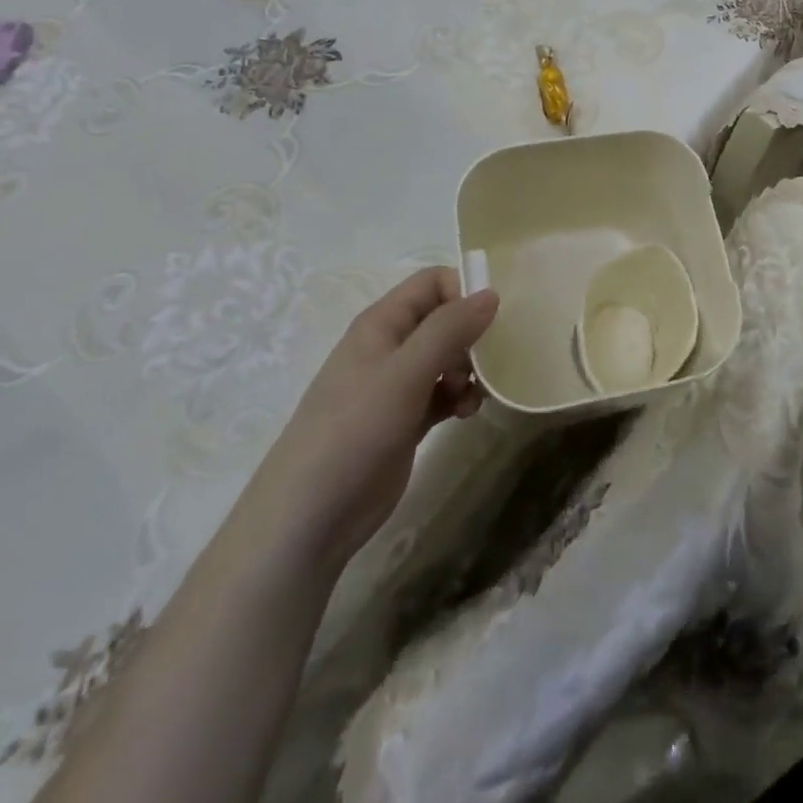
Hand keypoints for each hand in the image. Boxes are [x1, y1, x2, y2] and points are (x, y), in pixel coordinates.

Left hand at [231, 268, 497, 574]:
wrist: (308, 519)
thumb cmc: (354, 431)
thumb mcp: (405, 373)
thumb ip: (449, 329)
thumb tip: (491, 293)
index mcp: (382, 324)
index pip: (432, 283)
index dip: (464, 291)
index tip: (493, 319)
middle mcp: (390, 347)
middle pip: (444, 319)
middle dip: (473, 335)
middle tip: (490, 361)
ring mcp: (396, 386)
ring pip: (447, 358)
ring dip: (470, 370)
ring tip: (476, 395)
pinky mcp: (404, 420)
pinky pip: (443, 393)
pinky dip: (460, 397)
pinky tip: (467, 414)